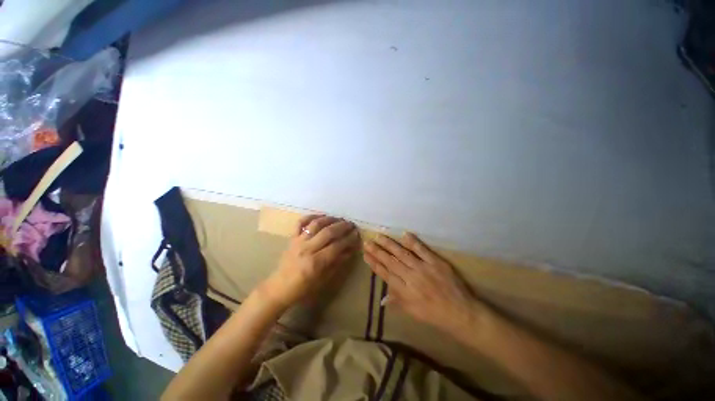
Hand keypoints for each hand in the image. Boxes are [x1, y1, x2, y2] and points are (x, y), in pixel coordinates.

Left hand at [261, 215, 359, 309]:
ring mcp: (299, 241)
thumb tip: (350, 250)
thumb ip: (337, 263)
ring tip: (339, 219)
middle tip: (351, 225)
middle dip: (342, 227)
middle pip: (328, 232)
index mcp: (316, 263)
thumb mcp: (324, 279)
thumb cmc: (303, 287)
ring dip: (330, 219)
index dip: (349, 239)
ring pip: (316, 224)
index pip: (336, 246)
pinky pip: (301, 222)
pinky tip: (321, 216)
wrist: (280, 287)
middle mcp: (307, 249)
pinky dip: (311, 216)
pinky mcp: (292, 237)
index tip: (357, 234)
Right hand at [363, 233, 483, 333]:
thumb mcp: (413, 312)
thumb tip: (382, 299)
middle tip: (367, 242)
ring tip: (379, 236)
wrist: (460, 313)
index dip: (374, 264)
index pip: (385, 274)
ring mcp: (423, 268)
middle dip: (377, 251)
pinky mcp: (435, 262)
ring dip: (390, 244)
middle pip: (391, 262)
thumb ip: (397, 302)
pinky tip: (404, 234)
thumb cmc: (434, 314)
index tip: (365, 255)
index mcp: (405, 291)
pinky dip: (413, 242)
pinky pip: (422, 250)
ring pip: (402, 254)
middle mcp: (411, 278)